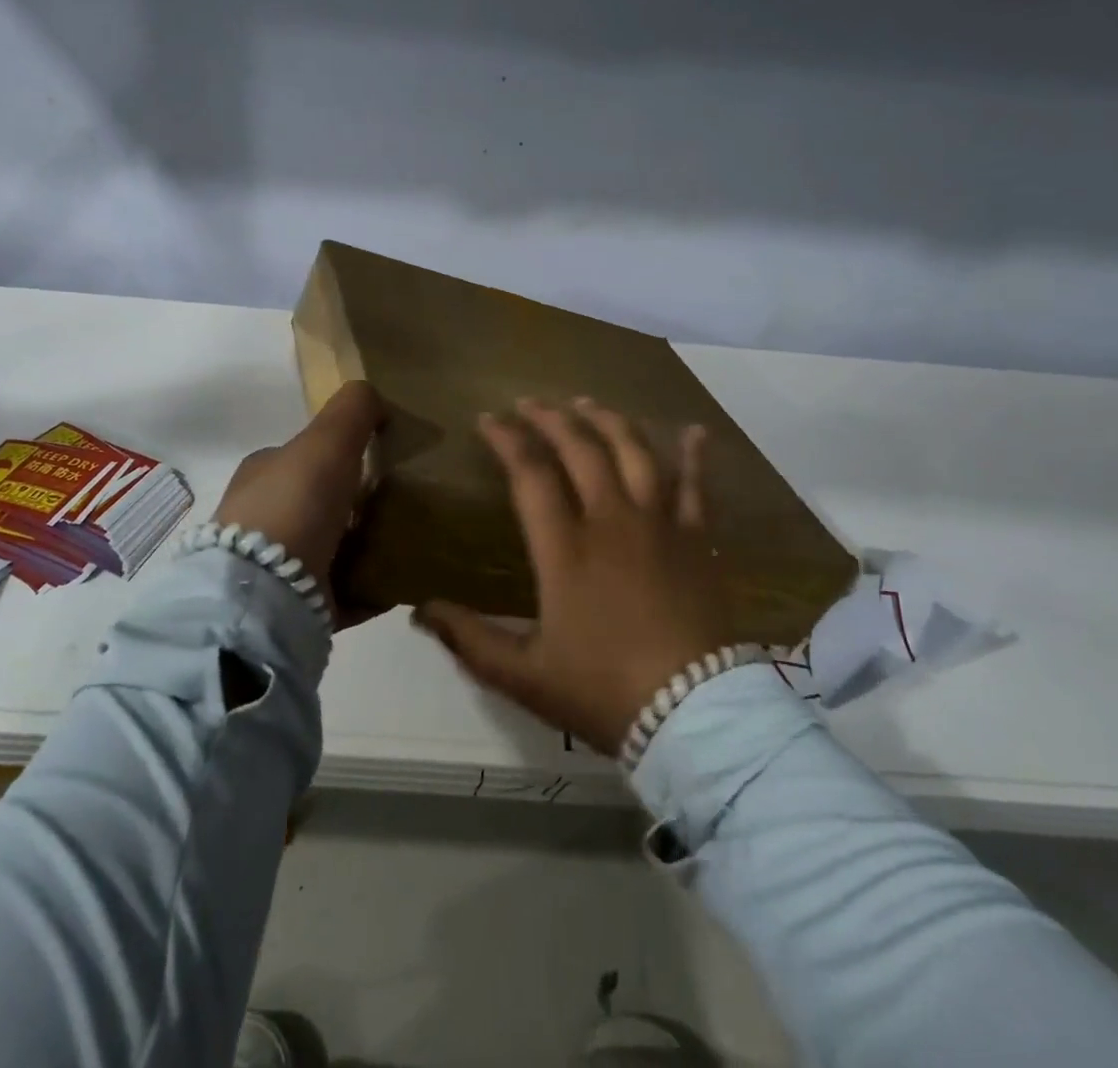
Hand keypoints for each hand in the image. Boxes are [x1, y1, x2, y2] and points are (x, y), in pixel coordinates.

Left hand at [212, 380, 384, 626]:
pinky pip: (341, 593)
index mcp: (263, 476)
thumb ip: (352, 410)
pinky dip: (368, 588)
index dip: (340, 457)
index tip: (380, 465)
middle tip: (401, 507)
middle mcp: (262, 520)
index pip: (304, 458)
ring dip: (364, 547)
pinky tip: (397, 584)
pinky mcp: (293, 609)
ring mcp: (274, 569)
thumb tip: (376, 398)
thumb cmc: (295, 504)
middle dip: (356, 506)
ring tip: (407, 546)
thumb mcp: (326, 439)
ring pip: (330, 549)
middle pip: (319, 505)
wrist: (267, 593)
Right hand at [414, 398, 733, 753]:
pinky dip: (694, 455)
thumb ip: (469, 639)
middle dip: (551, 419)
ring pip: (634, 453)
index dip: (507, 440)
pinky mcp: (697, 539)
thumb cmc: (603, 692)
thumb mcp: (524, 674)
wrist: (691, 715)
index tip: (488, 419)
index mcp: (565, 549)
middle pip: (581, 450)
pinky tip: (693, 430)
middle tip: (530, 403)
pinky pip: (696, 486)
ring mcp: (659, 524)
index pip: (530, 474)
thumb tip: (419, 611)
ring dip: (608, 421)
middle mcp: (611, 521)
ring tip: (587, 402)